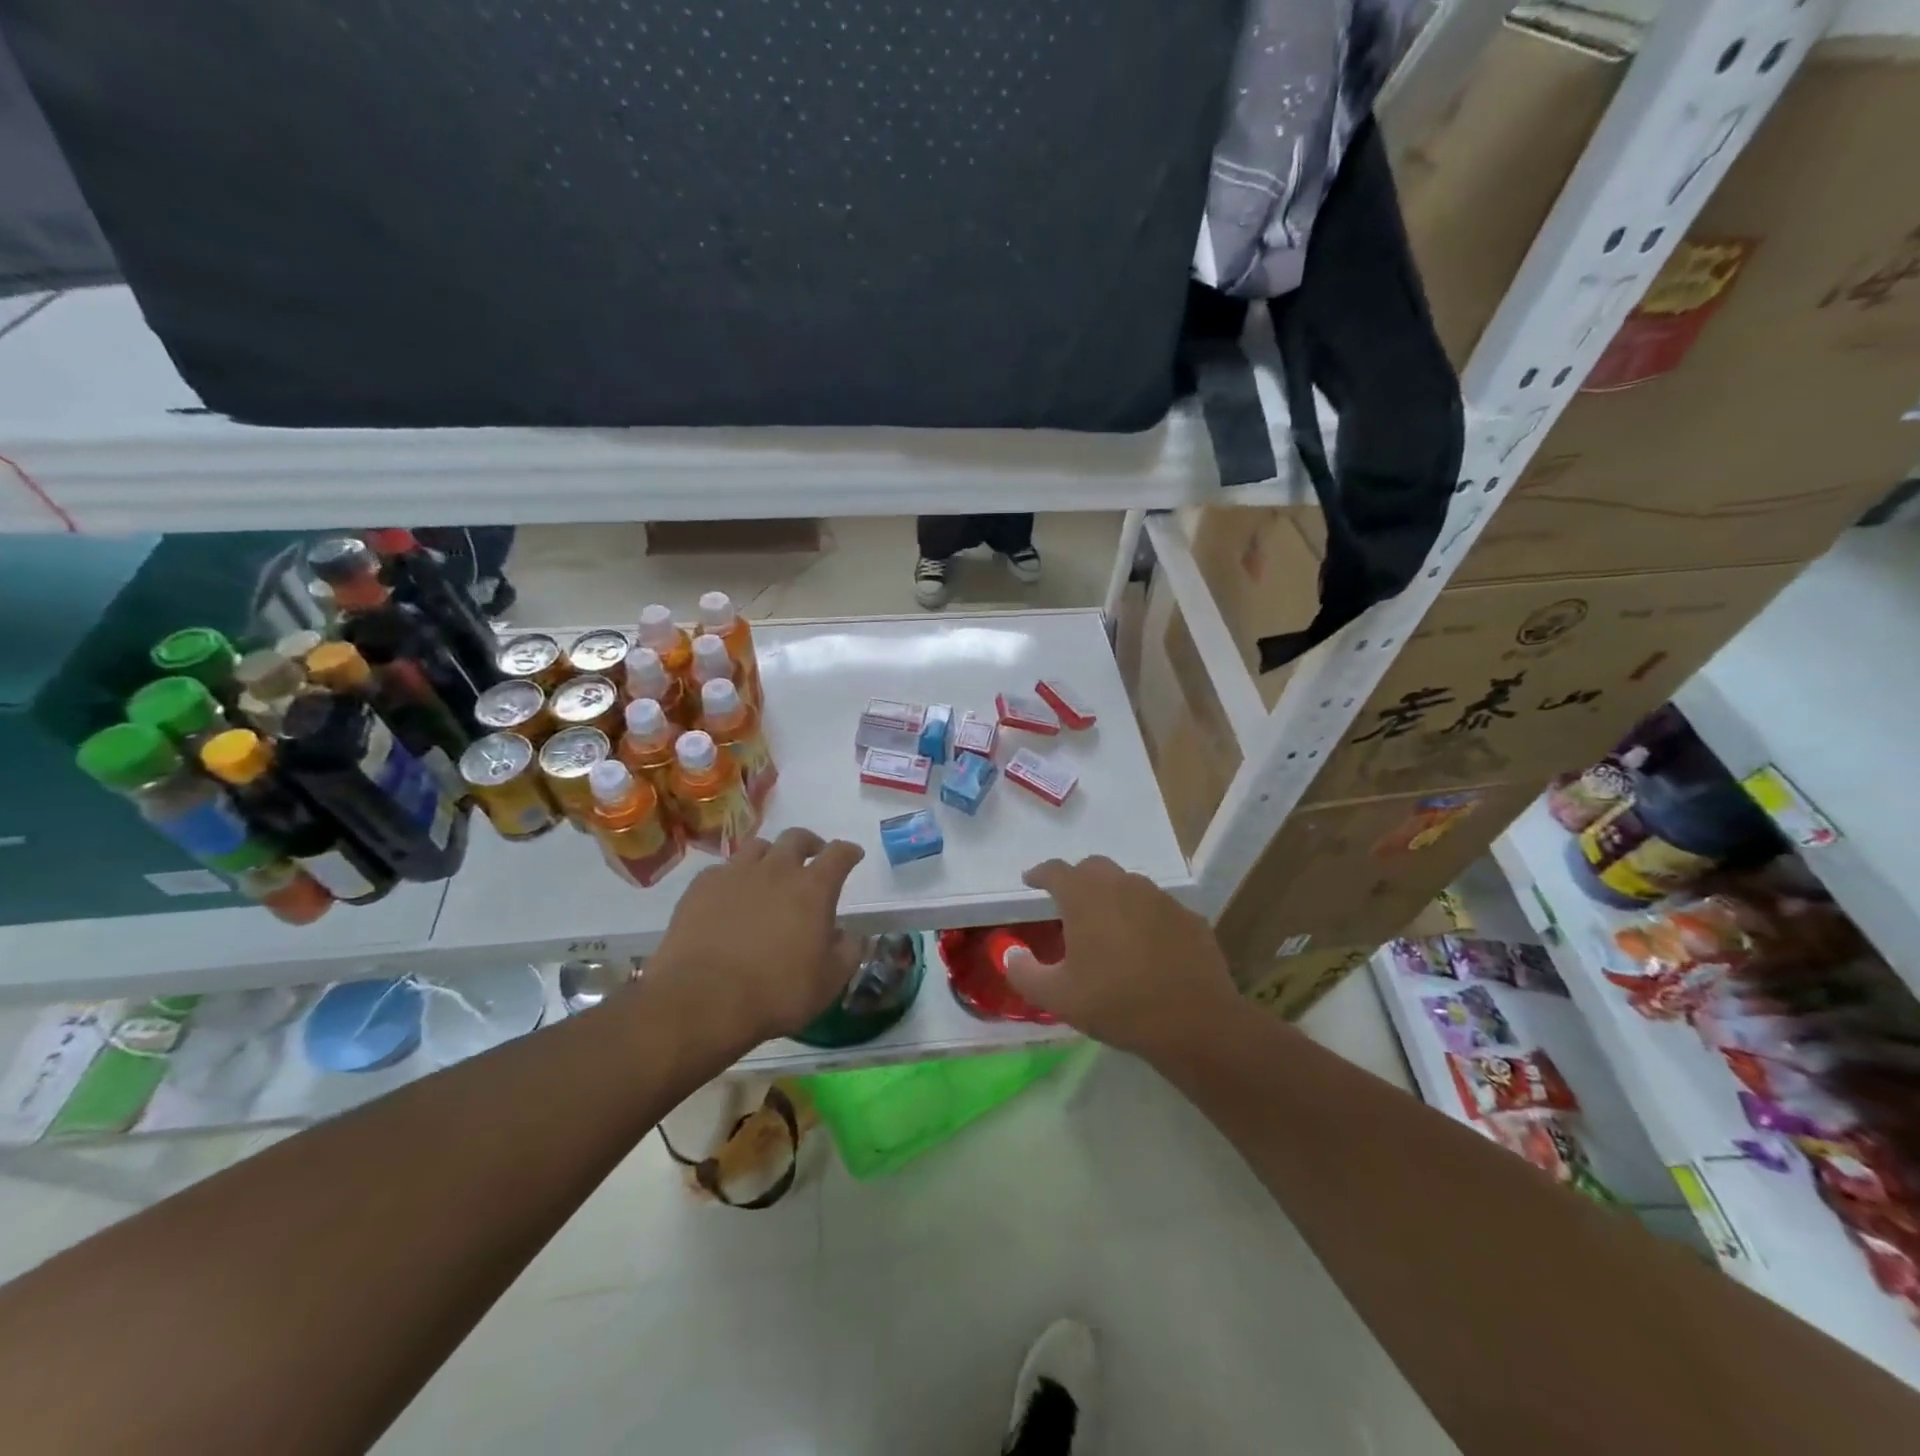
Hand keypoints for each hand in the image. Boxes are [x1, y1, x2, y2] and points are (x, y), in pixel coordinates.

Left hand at [646, 828, 865, 1053]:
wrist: (702, 1001)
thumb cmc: (776, 993)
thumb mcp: (828, 982)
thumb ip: (847, 952)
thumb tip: (850, 935)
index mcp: (813, 888)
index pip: (839, 854)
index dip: (849, 852)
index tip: (853, 855)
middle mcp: (776, 870)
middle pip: (796, 838)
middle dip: (810, 844)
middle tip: (813, 858)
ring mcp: (735, 874)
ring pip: (758, 846)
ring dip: (771, 855)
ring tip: (770, 873)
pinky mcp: (701, 887)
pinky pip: (723, 869)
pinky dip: (734, 877)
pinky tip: (731, 896)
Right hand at [1006, 855, 1239, 1059]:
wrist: (1195, 1022)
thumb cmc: (1117, 1003)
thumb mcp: (1056, 997)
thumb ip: (1023, 972)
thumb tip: (1010, 953)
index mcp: (1086, 896)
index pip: (1056, 870)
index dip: (1040, 874)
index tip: (1030, 881)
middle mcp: (1123, 885)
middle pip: (1093, 868)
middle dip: (1076, 879)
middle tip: (1068, 903)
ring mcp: (1161, 898)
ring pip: (1128, 885)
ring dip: (1111, 896)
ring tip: (1106, 926)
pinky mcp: (1189, 917)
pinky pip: (1157, 908)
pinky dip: (1143, 917)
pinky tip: (1144, 946)